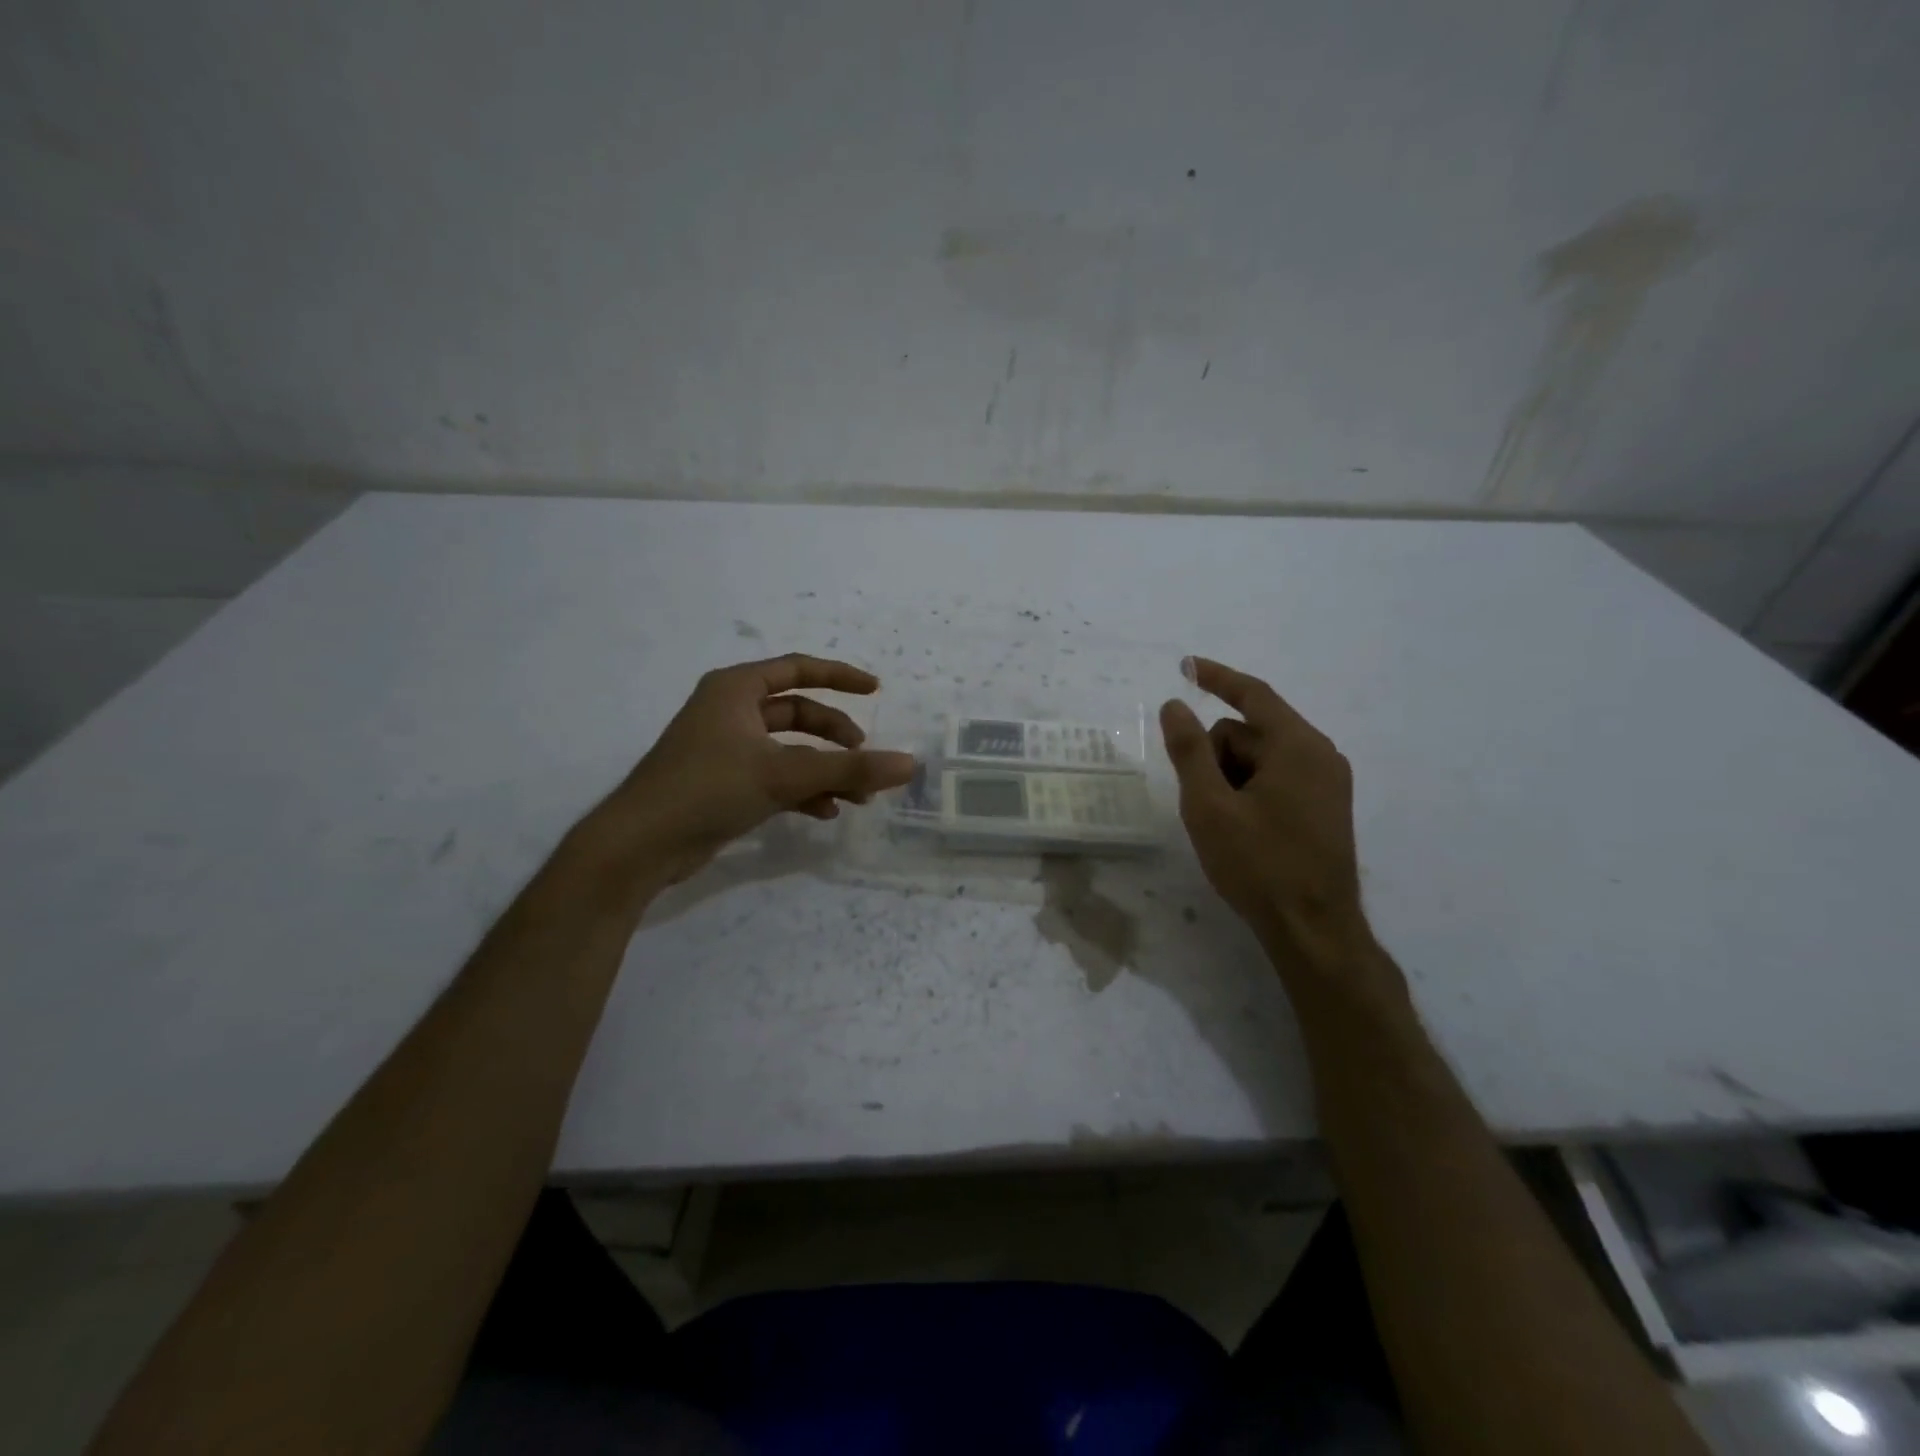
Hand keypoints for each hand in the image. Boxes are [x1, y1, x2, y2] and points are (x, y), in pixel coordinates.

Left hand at [600, 654, 915, 885]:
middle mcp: (730, 712)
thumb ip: (849, 769)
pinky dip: (802, 791)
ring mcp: (726, 749)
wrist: (640, 845)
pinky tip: (825, 813)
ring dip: (824, 770)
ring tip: (857, 797)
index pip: (798, 669)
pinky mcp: (723, 784)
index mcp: (736, 689)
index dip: (840, 677)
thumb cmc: (708, 788)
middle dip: (836, 737)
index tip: (876, 690)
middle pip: (798, 714)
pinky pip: (775, 777)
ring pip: (790, 750)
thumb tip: (910, 764)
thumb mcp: (785, 774)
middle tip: (864, 757)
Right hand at [1160, 657, 1376, 968]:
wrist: (1314, 930)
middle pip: (1251, 732)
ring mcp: (1328, 782)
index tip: (1185, 666)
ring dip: (1232, 778)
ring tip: (1224, 824)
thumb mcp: (1209, 806)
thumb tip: (1174, 704)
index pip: (1252, 695)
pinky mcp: (1326, 807)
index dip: (1216, 678)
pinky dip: (1251, 790)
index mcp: (1297, 746)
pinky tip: (1242, 829)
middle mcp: (1320, 754)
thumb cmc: (1258, 864)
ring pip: (1261, 758)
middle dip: (1217, 756)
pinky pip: (1278, 778)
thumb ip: (1189, 750)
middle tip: (1204, 802)